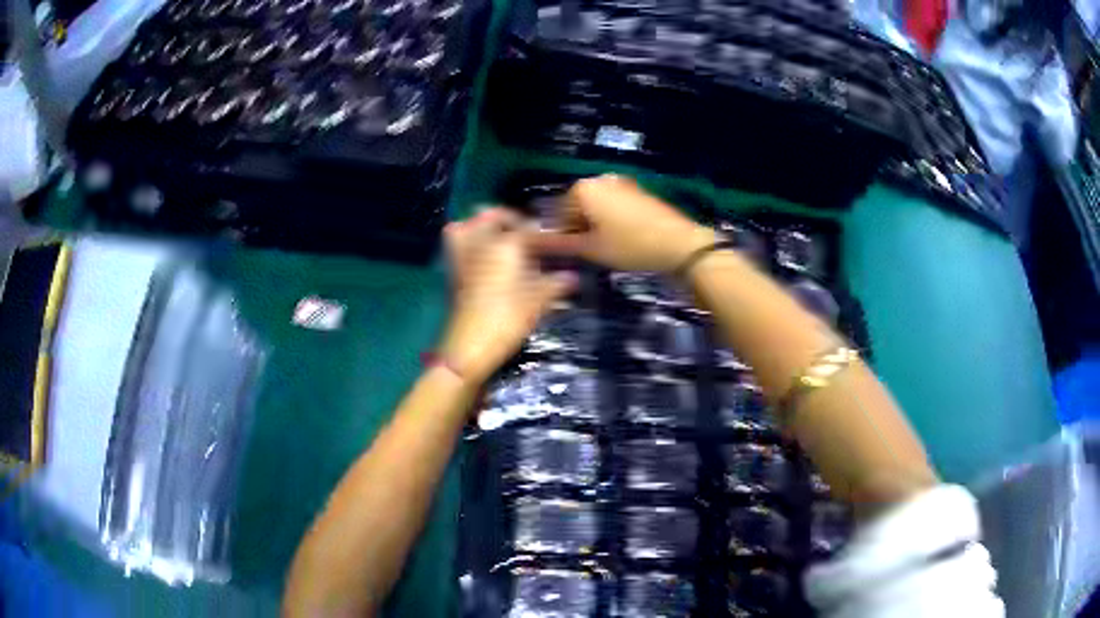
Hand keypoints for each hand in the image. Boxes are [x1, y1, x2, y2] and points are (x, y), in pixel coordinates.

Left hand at [438, 208, 576, 383]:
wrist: (469, 346)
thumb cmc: (507, 319)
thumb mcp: (537, 301)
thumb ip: (555, 284)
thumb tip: (573, 277)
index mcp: (505, 243)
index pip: (528, 228)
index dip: (545, 234)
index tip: (556, 241)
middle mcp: (480, 241)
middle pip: (491, 216)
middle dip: (509, 220)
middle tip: (527, 235)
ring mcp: (461, 255)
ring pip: (466, 225)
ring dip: (483, 226)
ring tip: (501, 241)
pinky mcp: (452, 271)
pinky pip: (457, 244)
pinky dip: (469, 242)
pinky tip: (486, 258)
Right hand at [531, 175, 717, 272]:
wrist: (679, 243)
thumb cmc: (630, 245)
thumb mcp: (592, 249)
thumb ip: (560, 244)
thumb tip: (533, 243)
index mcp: (584, 188)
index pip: (559, 213)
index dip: (563, 236)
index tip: (573, 254)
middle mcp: (600, 179)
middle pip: (578, 207)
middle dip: (580, 228)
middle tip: (590, 252)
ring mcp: (622, 183)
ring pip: (597, 207)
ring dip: (596, 226)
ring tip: (607, 248)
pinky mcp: (638, 191)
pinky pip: (614, 206)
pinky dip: (612, 221)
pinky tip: (623, 239)